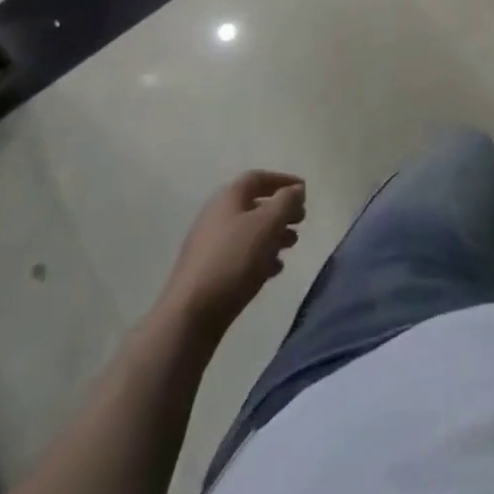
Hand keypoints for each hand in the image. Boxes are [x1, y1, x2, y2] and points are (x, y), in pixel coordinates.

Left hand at [157, 170, 305, 337]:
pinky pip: (240, 255)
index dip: (283, 180)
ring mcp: (210, 245)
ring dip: (274, 234)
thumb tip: (296, 190)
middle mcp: (216, 215)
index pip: (258, 177)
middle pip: (255, 205)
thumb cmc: (233, 260)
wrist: (190, 315)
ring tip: (291, 246)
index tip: (304, 191)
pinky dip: (260, 256)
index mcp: (228, 197)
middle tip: (300, 221)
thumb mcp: (268, 224)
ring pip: (249, 231)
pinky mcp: (208, 271)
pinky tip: (273, 270)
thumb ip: (287, 201)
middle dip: (281, 211)